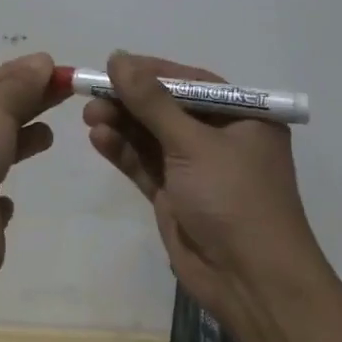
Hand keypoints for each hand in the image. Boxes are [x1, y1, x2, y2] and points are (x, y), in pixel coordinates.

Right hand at [83, 51, 323, 333]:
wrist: (252, 283)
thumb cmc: (234, 199)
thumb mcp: (193, 144)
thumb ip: (152, 102)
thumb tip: (118, 57)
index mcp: (243, 117)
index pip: (191, 82)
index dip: (151, 72)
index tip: (113, 64)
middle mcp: (221, 138)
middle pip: (167, 108)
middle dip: (130, 101)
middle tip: (92, 94)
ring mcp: (197, 169)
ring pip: (152, 137)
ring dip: (122, 125)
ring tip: (89, 116)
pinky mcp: (176, 196)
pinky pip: (146, 165)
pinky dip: (123, 152)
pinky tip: (99, 138)